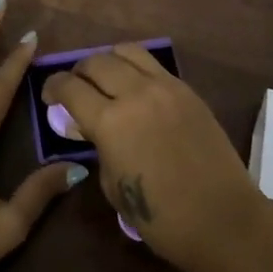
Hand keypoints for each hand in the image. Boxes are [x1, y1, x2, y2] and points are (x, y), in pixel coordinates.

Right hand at [42, 45, 258, 271]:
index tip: (49, 96)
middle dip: (79, 72)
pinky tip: (136, 88)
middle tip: (76, 89)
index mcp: (110, 121)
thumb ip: (98, 147)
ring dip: (109, 61)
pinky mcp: (188, 90)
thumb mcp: (113, 185)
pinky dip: (136, 69)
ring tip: (106, 80)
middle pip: (96, 62)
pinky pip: (154, 65)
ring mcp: (166, 87)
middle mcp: (136, 93)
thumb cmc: (161, 217)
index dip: (53, 87)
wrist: (223, 220)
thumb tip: (90, 128)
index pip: (70, 87)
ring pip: (127, 51)